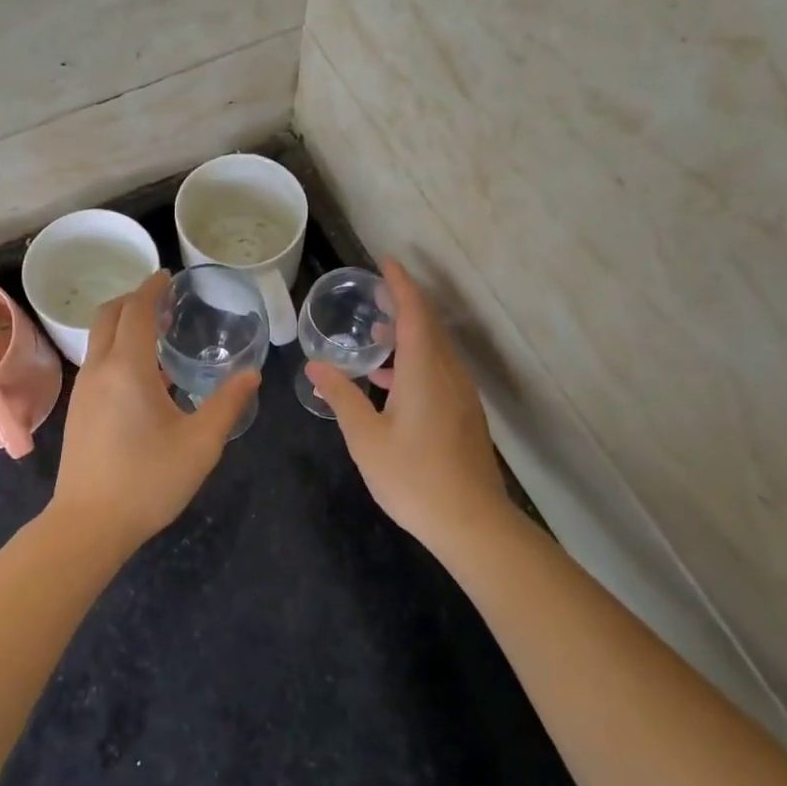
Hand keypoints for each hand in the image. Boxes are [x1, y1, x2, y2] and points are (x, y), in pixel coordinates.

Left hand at [51, 270, 258, 545]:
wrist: (89, 525)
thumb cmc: (148, 480)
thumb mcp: (200, 444)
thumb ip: (227, 403)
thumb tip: (251, 374)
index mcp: (128, 368)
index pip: (136, 310)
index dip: (152, 289)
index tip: (168, 276)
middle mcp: (99, 370)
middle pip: (108, 316)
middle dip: (133, 299)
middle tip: (163, 300)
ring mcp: (84, 390)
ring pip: (99, 339)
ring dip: (123, 324)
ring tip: (157, 332)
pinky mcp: (79, 410)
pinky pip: (97, 362)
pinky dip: (117, 348)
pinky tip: (144, 375)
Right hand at [306, 259, 509, 546]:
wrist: (472, 523)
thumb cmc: (413, 478)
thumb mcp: (366, 438)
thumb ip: (341, 397)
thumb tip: (315, 365)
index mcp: (424, 371)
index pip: (414, 313)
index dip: (400, 285)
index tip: (386, 262)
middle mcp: (448, 374)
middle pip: (428, 326)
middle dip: (404, 305)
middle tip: (376, 294)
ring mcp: (462, 395)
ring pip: (435, 350)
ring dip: (409, 336)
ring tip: (377, 338)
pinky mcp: (465, 415)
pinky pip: (440, 372)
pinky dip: (416, 362)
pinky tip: (391, 384)